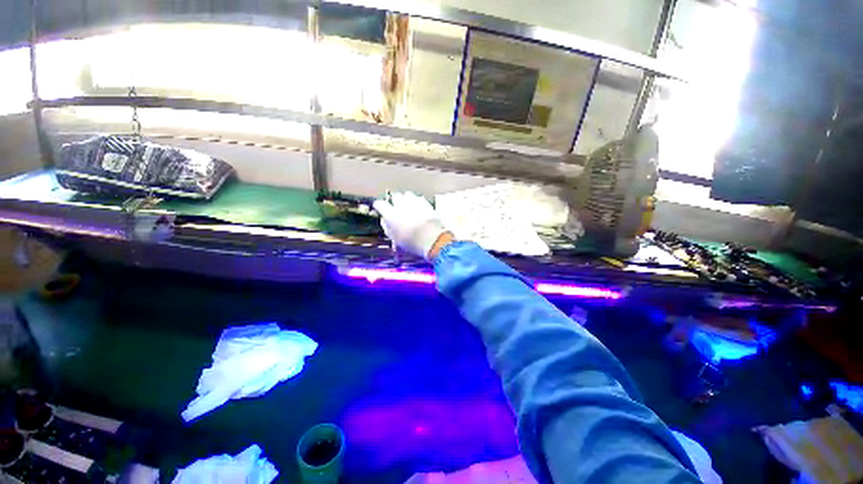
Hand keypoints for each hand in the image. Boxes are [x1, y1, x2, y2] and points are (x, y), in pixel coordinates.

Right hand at [373, 192, 449, 259]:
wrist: (431, 238)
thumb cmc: (411, 241)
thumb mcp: (394, 238)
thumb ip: (387, 226)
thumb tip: (385, 220)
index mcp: (390, 214)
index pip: (380, 204)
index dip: (379, 206)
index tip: (380, 208)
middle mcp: (400, 204)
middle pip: (395, 196)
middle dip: (394, 201)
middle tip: (396, 208)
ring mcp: (414, 201)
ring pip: (407, 195)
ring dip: (406, 199)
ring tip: (408, 206)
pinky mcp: (425, 202)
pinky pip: (418, 198)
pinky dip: (416, 201)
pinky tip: (418, 207)